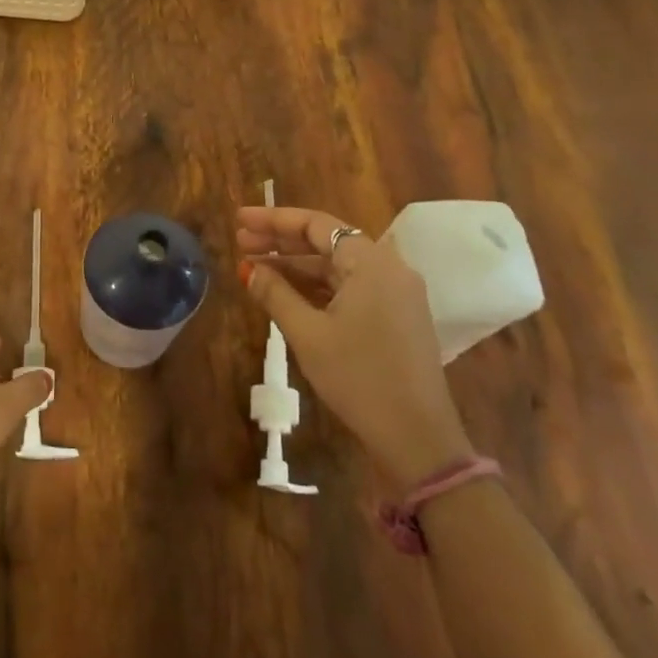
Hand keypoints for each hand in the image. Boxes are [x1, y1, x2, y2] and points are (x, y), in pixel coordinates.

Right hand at [238, 205, 471, 487]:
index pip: (316, 224)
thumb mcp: (308, 334)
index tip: (240, 220)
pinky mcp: (396, 317)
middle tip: (240, 242)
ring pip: (337, 266)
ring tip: (254, 267)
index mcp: (371, 263)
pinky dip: (317, 287)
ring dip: (296, 265)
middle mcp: (388, 268)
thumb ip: (275, 294)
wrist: (418, 438)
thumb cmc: (359, 378)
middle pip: (327, 241)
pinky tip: (287, 293)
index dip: (274, 220)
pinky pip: (350, 288)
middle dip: (281, 241)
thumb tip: (248, 269)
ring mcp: (395, 294)